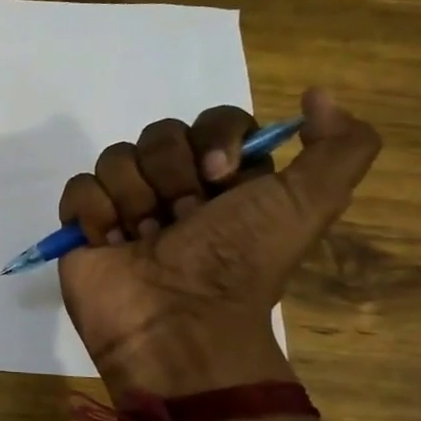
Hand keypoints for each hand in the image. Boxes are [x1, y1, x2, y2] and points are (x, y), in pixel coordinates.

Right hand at [57, 89, 379, 393]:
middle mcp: (177, 187)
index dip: (215, 138)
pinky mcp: (85, 226)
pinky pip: (79, 187)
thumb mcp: (310, 204)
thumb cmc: (240, 263)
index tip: (220, 176)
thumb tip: (317, 94)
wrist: (180, 326)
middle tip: (183, 221)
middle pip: (159, 134)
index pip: (214, 120)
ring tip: (145, 240)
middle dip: (171, 176)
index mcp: (228, 179)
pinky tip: (114, 245)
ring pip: (116, 157)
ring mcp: (126, 205)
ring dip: (134, 199)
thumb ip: (340, 147)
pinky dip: (95, 214)